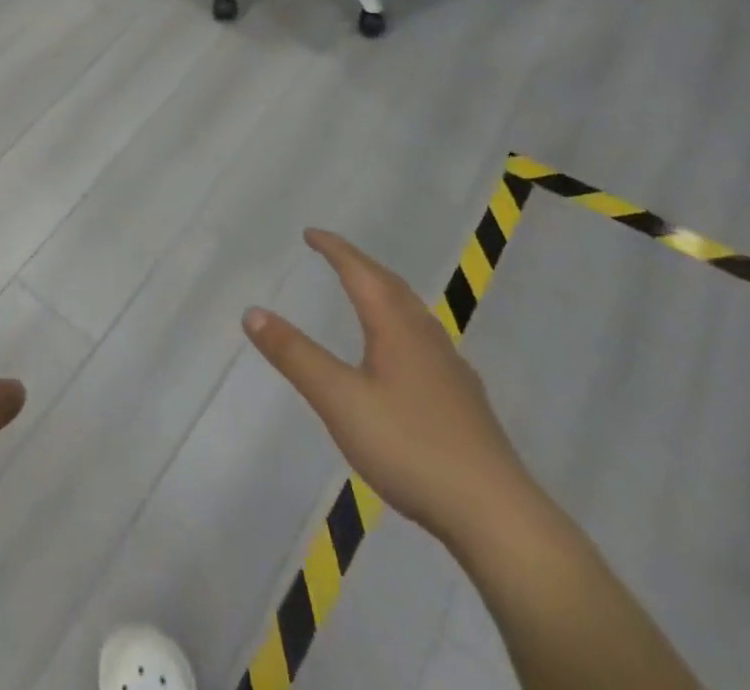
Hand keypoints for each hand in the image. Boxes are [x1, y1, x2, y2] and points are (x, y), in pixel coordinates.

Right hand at [243, 229, 536, 549]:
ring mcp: (451, 369)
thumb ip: (295, 356)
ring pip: (412, 313)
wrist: (497, 516)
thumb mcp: (340, 401)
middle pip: (390, 285)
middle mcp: (426, 337)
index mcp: (396, 327)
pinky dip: (401, 324)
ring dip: (384, 292)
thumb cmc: (411, 448)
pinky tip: (403, 354)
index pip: (360, 272)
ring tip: (365, 292)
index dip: (334, 249)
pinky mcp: (464, 401)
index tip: (311, 233)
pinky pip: (424, 340)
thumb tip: (252, 311)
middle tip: (333, 254)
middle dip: (359, 264)